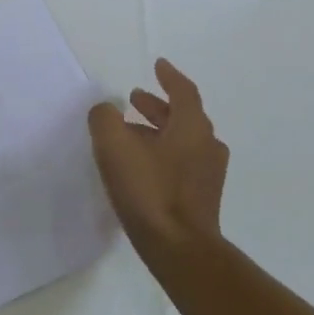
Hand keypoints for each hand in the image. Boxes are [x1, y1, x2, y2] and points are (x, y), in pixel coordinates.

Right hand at [88, 59, 228, 264]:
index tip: (157, 65)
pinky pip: (182, 162)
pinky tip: (142, 166)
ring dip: (158, 130)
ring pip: (183, 140)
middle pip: (184, 116)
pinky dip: (163, 153)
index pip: (183, 91)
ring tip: (131, 132)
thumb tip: (105, 110)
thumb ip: (105, 119)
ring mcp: (208, 174)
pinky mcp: (202, 198)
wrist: (179, 249)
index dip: (169, 76)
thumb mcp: (115, 147)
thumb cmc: (149, 191)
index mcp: (192, 127)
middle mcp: (207, 145)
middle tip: (134, 99)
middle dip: (158, 105)